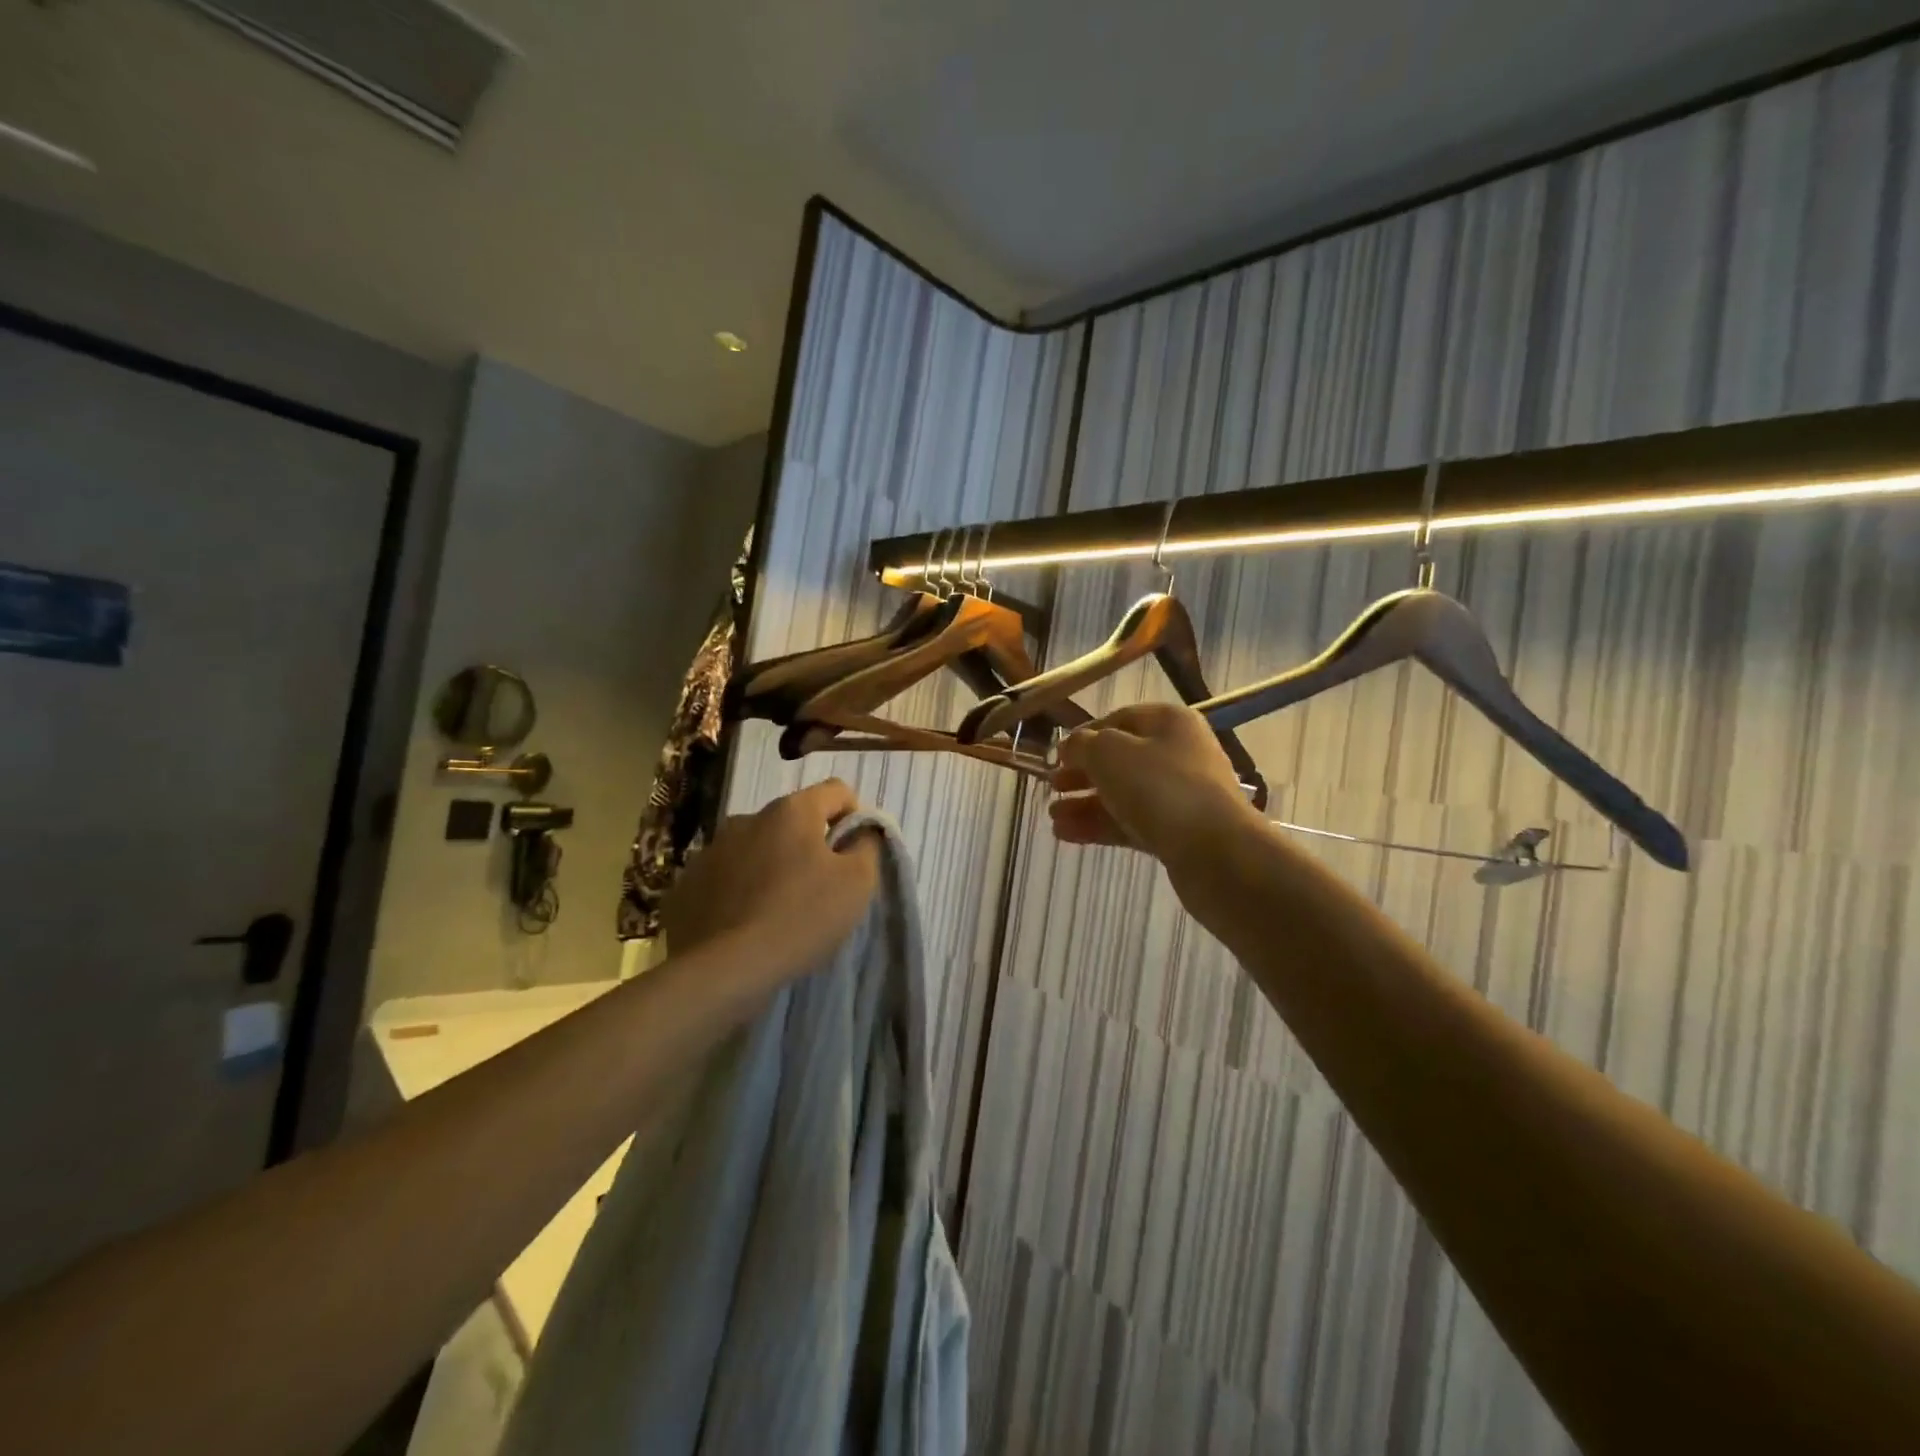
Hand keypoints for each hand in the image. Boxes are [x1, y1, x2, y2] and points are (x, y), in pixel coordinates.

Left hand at [663, 779, 880, 990]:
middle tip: (820, 889)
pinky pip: (725, 877)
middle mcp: (747, 818)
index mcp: (791, 810)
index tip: (855, 853)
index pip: (836, 791)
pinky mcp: (686, 884)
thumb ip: (866, 846)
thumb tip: (861, 831)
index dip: (854, 816)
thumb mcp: (857, 883)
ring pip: (756, 848)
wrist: (723, 971)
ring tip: (779, 910)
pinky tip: (746, 923)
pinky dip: (740, 891)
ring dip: (772, 866)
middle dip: (810, 845)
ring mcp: (711, 850)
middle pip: (793, 821)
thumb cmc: (801, 918)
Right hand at [1050, 703, 1259, 866]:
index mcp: (1169, 722)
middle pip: (1121, 759)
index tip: (1056, 756)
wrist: (1216, 852)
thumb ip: (1083, 745)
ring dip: (1086, 804)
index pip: (1119, 719)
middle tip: (1052, 787)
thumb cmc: (1160, 788)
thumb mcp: (1109, 753)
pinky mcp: (1178, 832)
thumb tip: (1072, 747)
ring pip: (1124, 794)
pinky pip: (1131, 823)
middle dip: (1082, 774)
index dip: (1085, 735)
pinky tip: (1067, 835)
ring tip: (1052, 818)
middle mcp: (1178, 754)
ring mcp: (1180, 795)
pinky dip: (1100, 825)